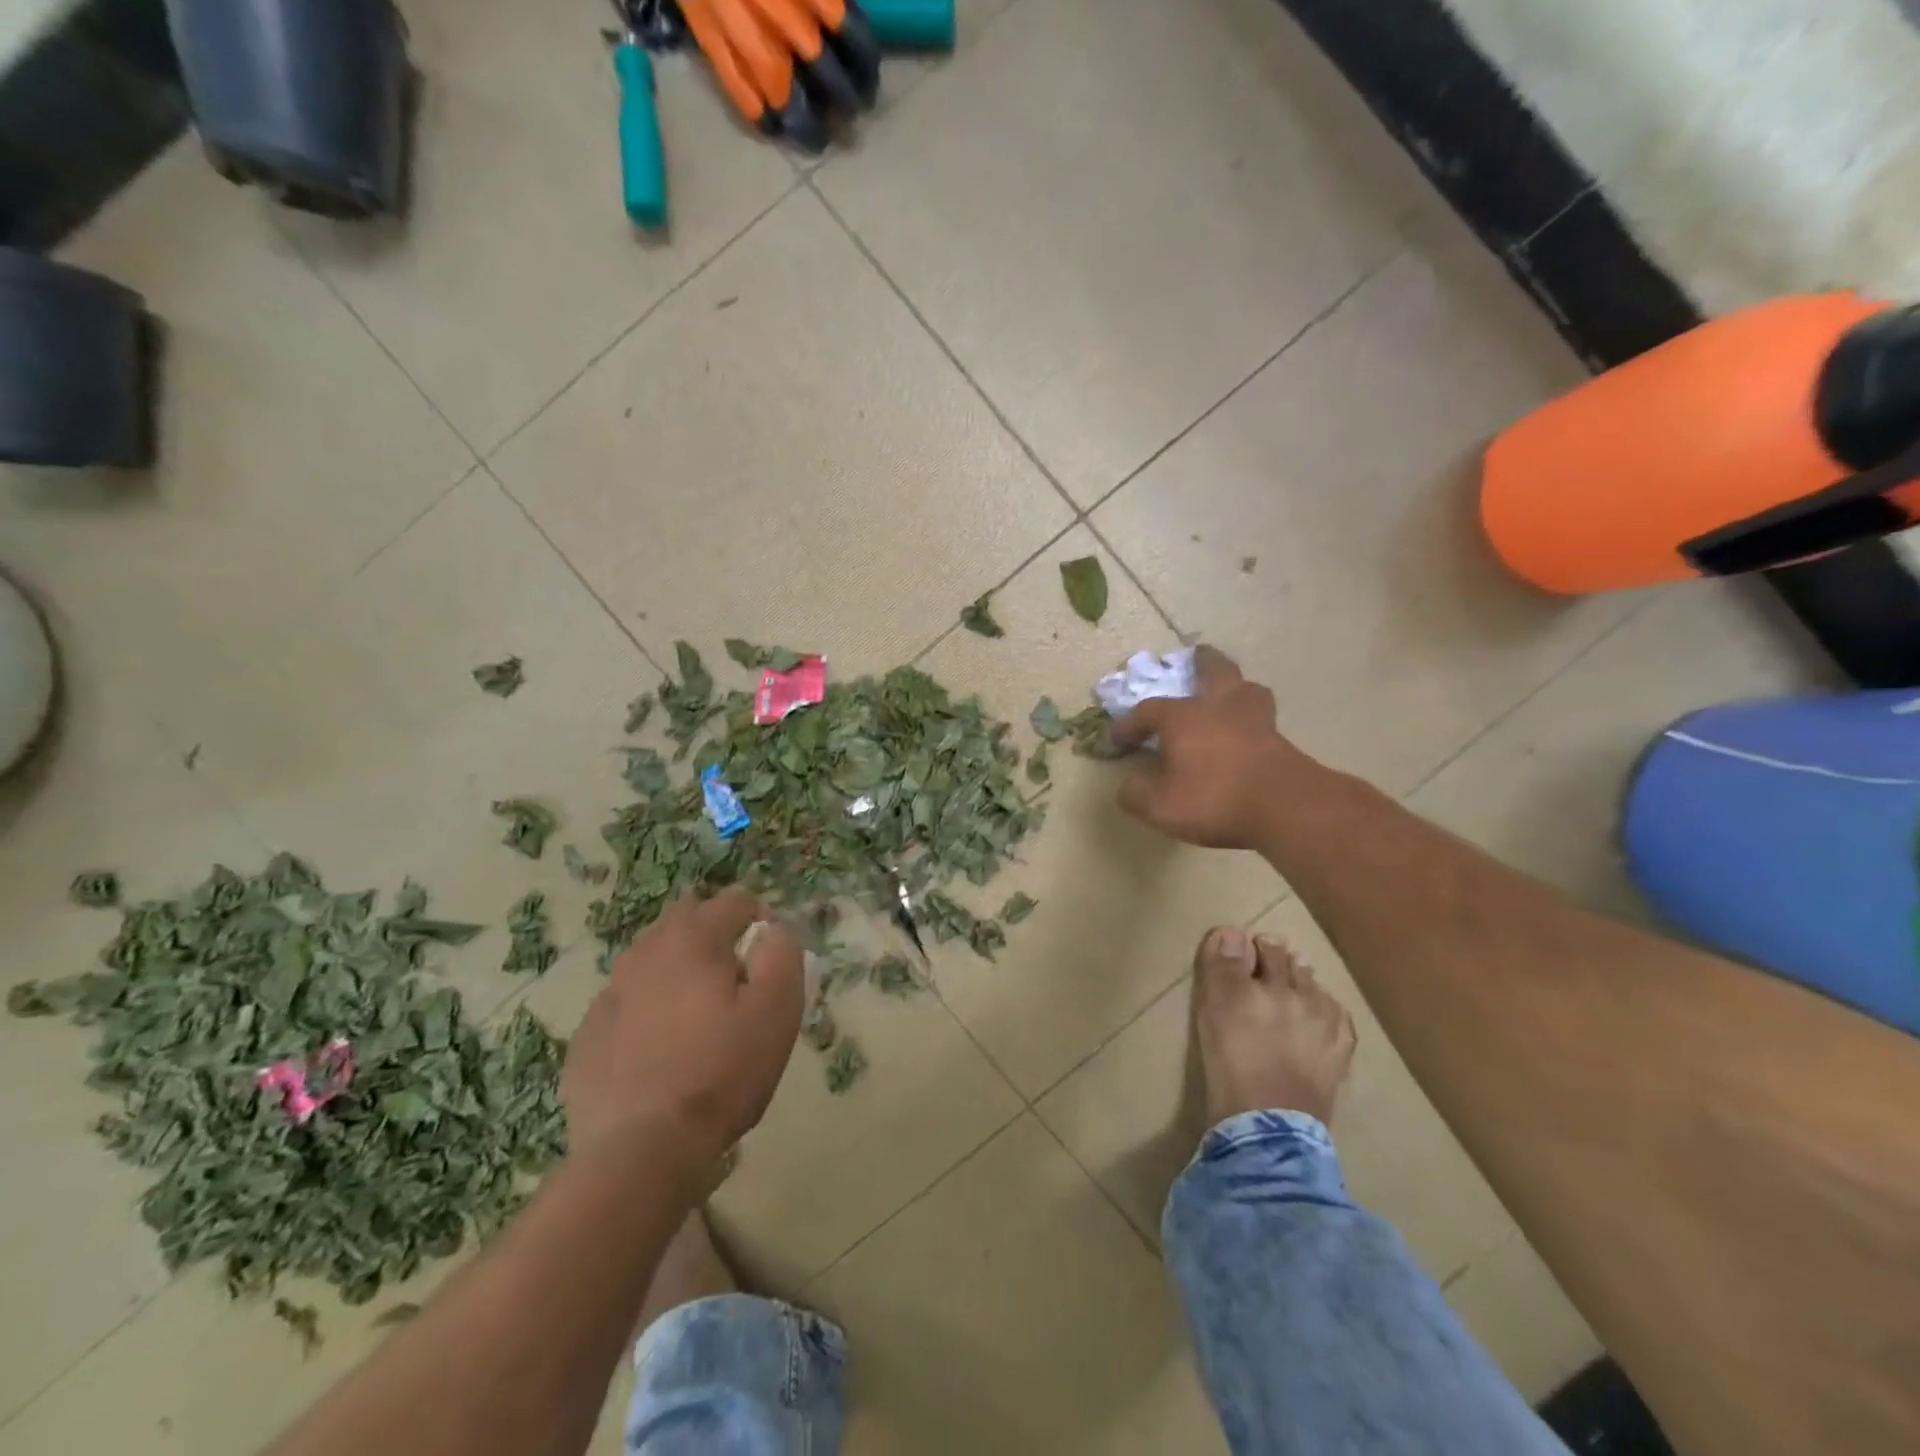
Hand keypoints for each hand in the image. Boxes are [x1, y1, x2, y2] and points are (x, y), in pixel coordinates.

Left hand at [562, 888, 802, 1162]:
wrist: (641, 1150)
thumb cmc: (722, 1072)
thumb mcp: (777, 1010)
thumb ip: (782, 955)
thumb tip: (773, 931)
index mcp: (693, 939)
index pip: (734, 901)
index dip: (761, 921)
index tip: (771, 960)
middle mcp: (645, 953)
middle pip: (686, 920)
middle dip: (714, 936)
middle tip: (735, 982)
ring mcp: (610, 994)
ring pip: (651, 960)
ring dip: (677, 971)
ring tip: (698, 1016)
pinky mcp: (588, 1036)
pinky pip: (626, 1004)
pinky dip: (646, 1011)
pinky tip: (660, 1051)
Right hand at [1111, 646, 1309, 849]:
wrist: (1285, 808)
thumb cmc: (1214, 799)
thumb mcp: (1159, 806)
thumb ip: (1135, 793)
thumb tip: (1128, 784)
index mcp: (1182, 717)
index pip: (1147, 711)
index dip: (1128, 724)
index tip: (1117, 742)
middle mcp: (1218, 707)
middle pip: (1212, 670)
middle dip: (1200, 662)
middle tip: (1194, 657)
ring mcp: (1254, 720)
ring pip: (1245, 688)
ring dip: (1234, 686)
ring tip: (1228, 693)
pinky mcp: (1280, 740)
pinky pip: (1260, 717)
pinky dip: (1250, 718)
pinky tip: (1246, 731)